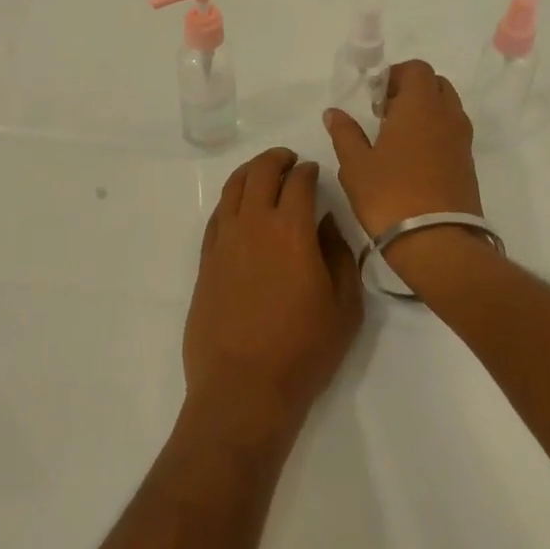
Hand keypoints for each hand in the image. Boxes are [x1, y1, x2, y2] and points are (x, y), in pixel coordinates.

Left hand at [185, 148, 363, 443]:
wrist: (243, 388)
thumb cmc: (303, 351)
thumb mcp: (344, 306)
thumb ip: (339, 256)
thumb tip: (326, 223)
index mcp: (292, 230)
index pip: (299, 182)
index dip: (309, 171)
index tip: (315, 172)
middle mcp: (253, 225)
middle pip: (261, 173)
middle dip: (277, 160)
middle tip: (290, 161)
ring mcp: (224, 241)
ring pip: (233, 188)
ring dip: (250, 172)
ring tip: (263, 173)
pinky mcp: (205, 261)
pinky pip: (217, 215)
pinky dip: (231, 200)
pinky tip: (240, 207)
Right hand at [324, 60, 482, 240]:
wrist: (437, 242)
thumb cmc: (390, 195)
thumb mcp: (356, 164)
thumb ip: (345, 133)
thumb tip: (334, 113)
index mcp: (420, 106)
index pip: (417, 69)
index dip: (395, 75)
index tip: (374, 96)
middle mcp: (447, 116)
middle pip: (435, 84)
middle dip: (411, 90)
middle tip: (384, 113)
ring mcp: (462, 141)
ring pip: (447, 108)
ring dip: (424, 112)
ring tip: (396, 137)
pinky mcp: (467, 164)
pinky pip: (452, 133)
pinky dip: (434, 133)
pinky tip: (411, 159)